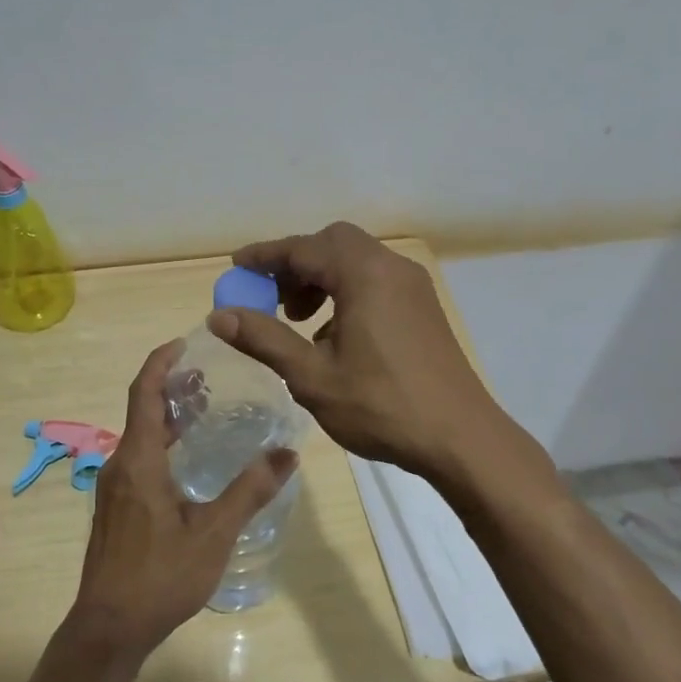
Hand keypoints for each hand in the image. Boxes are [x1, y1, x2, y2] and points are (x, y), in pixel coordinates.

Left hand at [66, 340, 296, 659]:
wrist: (108, 628)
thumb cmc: (161, 576)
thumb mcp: (213, 532)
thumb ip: (250, 490)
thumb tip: (288, 453)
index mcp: (139, 459)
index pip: (145, 391)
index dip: (162, 362)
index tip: (186, 342)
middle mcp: (120, 464)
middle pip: (143, 409)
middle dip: (172, 386)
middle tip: (209, 376)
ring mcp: (114, 487)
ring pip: (140, 435)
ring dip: (168, 416)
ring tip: (204, 410)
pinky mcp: (115, 506)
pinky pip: (138, 457)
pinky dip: (162, 442)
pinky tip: (188, 460)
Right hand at [207, 222, 502, 478]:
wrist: (461, 438)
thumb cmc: (382, 406)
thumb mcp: (313, 376)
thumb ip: (264, 339)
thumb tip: (219, 316)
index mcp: (363, 274)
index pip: (303, 248)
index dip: (265, 256)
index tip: (236, 267)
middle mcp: (391, 267)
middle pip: (333, 243)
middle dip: (296, 264)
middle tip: (272, 298)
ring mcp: (413, 285)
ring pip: (356, 260)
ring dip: (321, 278)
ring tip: (299, 320)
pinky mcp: (423, 306)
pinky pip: (375, 280)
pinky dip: (346, 291)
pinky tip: (335, 336)